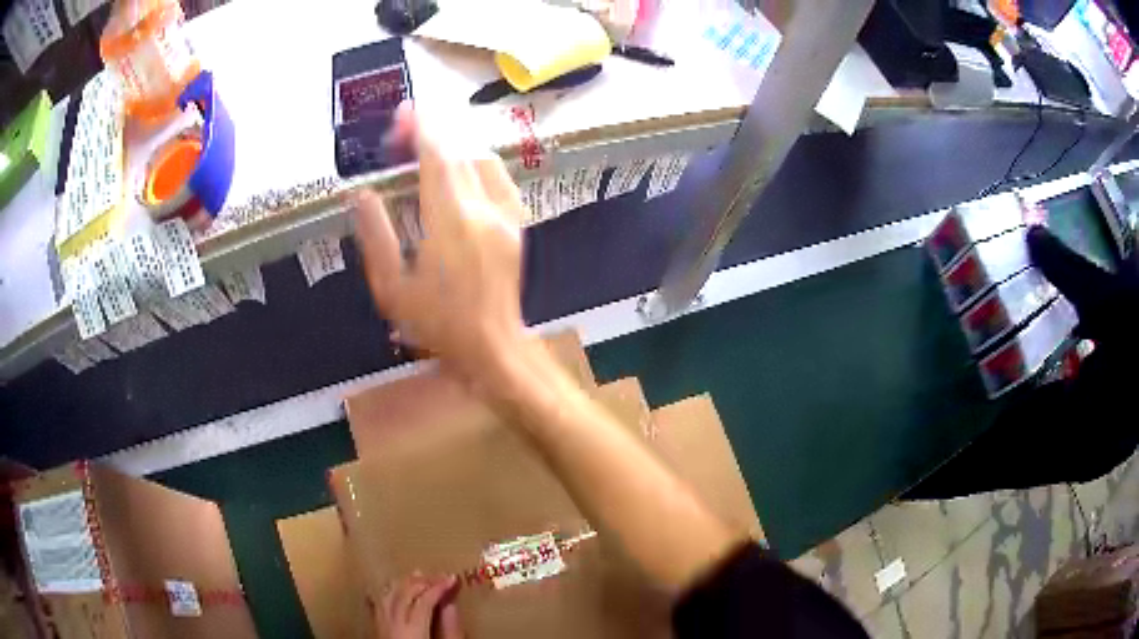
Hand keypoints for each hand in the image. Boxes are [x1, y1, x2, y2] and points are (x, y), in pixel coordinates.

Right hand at [352, 102, 530, 384]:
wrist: (493, 348)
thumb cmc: (437, 324)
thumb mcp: (393, 287)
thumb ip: (376, 236)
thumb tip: (363, 195)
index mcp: (451, 221)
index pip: (438, 158)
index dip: (422, 128)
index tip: (405, 111)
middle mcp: (484, 209)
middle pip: (460, 153)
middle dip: (433, 132)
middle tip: (405, 129)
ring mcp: (508, 215)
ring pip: (485, 160)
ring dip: (456, 144)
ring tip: (429, 145)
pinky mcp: (518, 225)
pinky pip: (501, 178)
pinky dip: (479, 162)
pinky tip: (463, 169)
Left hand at [378, 574, 463, 638]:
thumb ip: (451, 628)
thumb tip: (452, 604)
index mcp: (413, 630)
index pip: (425, 600)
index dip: (439, 587)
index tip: (453, 578)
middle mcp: (393, 623)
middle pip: (405, 593)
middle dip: (423, 581)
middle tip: (439, 575)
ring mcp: (382, 624)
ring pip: (388, 594)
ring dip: (403, 582)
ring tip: (417, 576)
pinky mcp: (376, 627)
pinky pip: (378, 603)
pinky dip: (388, 592)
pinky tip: (394, 588)